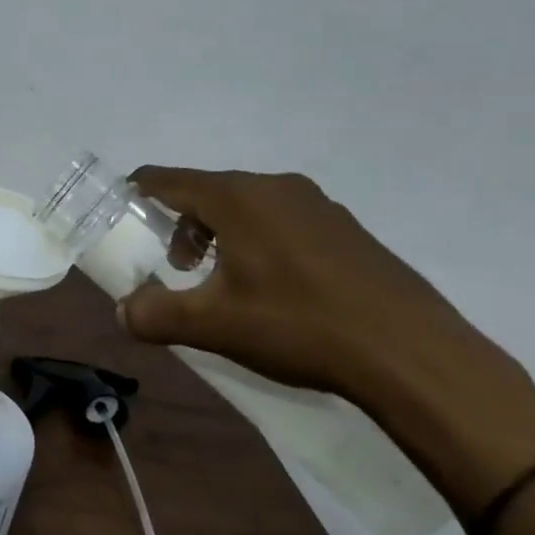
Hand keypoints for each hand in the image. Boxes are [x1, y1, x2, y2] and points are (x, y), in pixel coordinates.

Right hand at [116, 167, 510, 411]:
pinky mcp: (346, 228)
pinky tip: (278, 290)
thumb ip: (156, 315)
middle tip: (179, 270)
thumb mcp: (215, 325)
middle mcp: (274, 186)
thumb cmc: (299, 326)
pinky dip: (260, 241)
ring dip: (221, 235)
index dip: (137, 192)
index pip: (167, 179)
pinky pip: (283, 220)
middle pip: (207, 192)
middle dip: (182, 226)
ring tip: (227, 284)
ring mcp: (317, 204)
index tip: (120, 214)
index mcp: (236, 197)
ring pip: (247, 206)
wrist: (414, 354)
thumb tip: (124, 313)